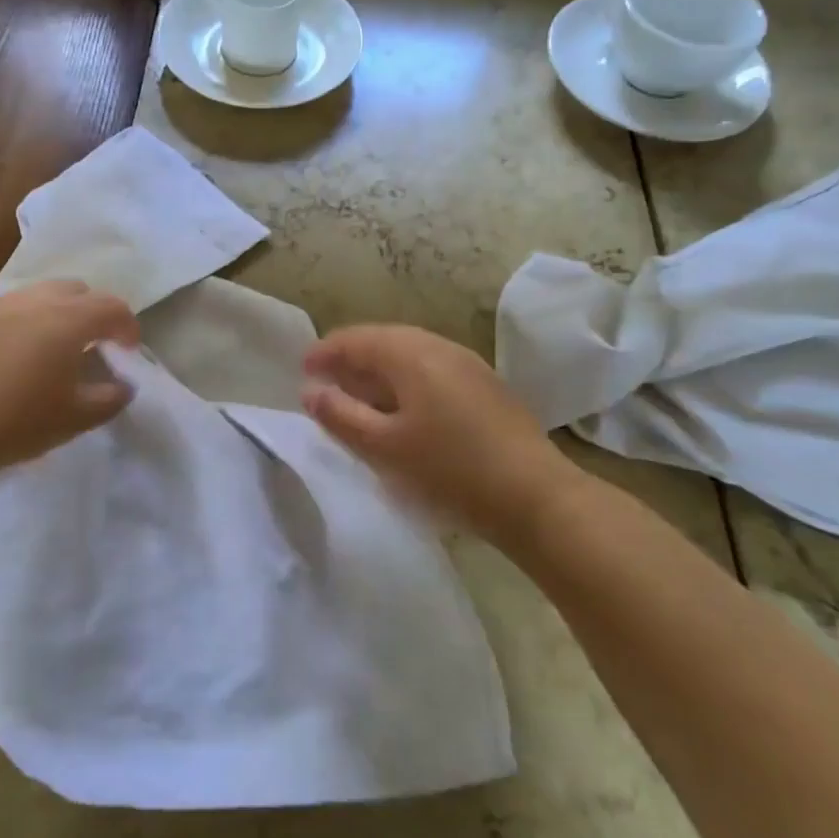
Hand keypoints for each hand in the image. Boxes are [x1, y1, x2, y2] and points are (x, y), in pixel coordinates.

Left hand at [0, 282, 139, 508]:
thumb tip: (123, 385)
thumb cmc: (9, 424)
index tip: (128, 352)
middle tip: (90, 348)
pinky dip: (20, 325)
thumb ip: (107, 399)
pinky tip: (5, 361)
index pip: (112, 307)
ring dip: (54, 315)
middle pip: (75, 290)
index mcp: (66, 321)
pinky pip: (4, 311)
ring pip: (37, 296)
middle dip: (91, 312)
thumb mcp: (71, 420)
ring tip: (47, 354)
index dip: (127, 327)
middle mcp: (32, 302)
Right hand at [301, 325, 580, 545]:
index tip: (301, 371)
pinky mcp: (485, 386)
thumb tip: (310, 392)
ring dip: (378, 371)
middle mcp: (438, 347)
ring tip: (358, 397)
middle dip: (350, 359)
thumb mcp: (384, 448)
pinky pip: (432, 370)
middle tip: (325, 383)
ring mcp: (467, 364)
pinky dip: (405, 381)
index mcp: (410, 354)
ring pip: (410, 355)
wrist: (536, 497)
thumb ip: (340, 416)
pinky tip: (403, 410)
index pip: (355, 340)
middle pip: (383, 341)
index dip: (325, 353)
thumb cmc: (450, 470)